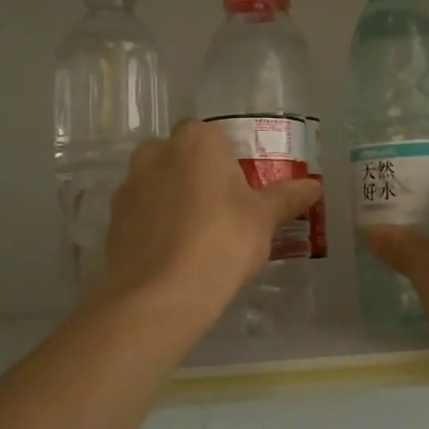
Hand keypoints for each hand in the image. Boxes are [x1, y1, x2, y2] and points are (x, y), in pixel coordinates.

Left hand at [100, 120, 320, 322]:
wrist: (161, 294)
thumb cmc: (222, 241)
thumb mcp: (264, 220)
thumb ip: (287, 197)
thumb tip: (314, 186)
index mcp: (197, 140)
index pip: (214, 135)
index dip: (229, 159)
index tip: (242, 188)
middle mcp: (156, 152)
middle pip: (181, 155)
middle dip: (197, 174)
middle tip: (221, 209)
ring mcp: (129, 185)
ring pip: (157, 182)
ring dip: (173, 198)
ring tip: (196, 235)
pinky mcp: (113, 219)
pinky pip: (141, 212)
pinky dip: (155, 224)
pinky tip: (173, 253)